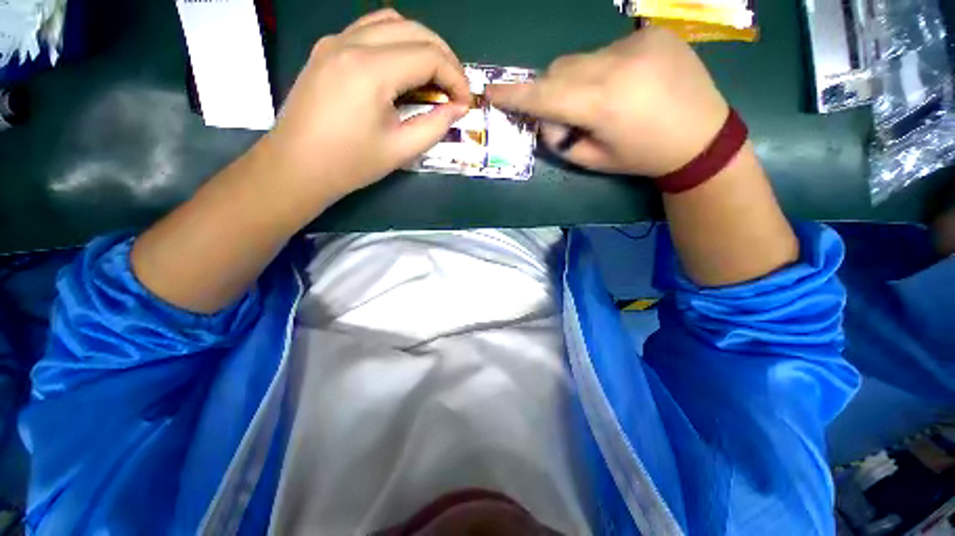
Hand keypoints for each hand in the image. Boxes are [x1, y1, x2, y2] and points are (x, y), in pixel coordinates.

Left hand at [264, 9, 469, 201]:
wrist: (297, 166)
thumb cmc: (350, 163)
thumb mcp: (401, 150)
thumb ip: (435, 125)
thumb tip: (458, 109)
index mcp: (371, 70)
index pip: (428, 56)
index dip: (456, 77)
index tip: (465, 102)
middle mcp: (352, 42)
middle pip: (414, 30)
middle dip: (444, 57)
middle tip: (455, 89)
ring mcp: (335, 40)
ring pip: (392, 22)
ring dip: (421, 44)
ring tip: (433, 77)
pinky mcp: (327, 48)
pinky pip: (370, 30)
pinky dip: (396, 42)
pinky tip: (402, 69)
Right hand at [486, 28, 728, 177]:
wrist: (702, 137)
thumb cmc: (642, 157)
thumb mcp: (594, 161)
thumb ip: (560, 141)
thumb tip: (545, 120)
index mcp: (602, 104)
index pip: (545, 95)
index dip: (515, 94)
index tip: (491, 91)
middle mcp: (616, 66)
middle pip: (558, 70)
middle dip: (549, 91)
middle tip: (563, 114)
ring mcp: (636, 43)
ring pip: (580, 58)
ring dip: (575, 80)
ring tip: (601, 100)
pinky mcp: (651, 33)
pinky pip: (606, 50)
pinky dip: (601, 69)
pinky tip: (624, 84)